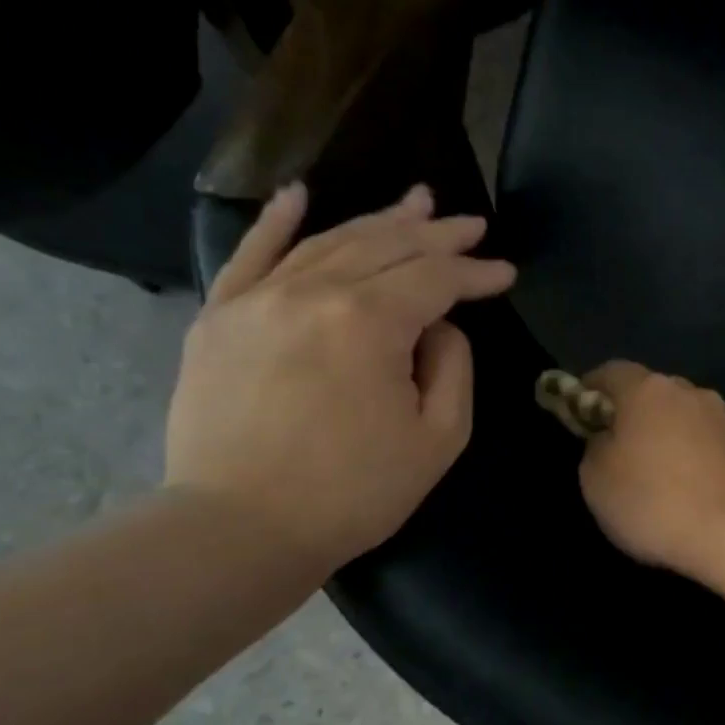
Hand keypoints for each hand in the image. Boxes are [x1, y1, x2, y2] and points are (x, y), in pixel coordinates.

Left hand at [166, 183, 515, 574]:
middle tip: (471, 223)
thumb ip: (453, 367)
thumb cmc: (352, 492)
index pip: (435, 277)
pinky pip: (250, 255)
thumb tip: (440, 326)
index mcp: (369, 321)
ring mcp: (258, 299)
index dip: (475, 272)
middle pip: (386, 246)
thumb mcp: (438, 439)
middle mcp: (312, 292)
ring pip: (329, 242)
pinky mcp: (219, 318)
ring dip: (378, 221)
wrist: (240, 529)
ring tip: (415, 203)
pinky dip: (276, 221)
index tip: (505, 272)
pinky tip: (298, 194)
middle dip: (436, 233)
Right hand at [577, 361, 724, 578]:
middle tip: (613, 452)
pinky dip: (688, 459)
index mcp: (647, 389)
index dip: (588, 390)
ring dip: (662, 438)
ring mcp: (721, 418)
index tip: (576, 415)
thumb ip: (595, 447)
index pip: (610, 372)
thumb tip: (608, 438)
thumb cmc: (656, 501)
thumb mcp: (596, 479)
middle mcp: (687, 392)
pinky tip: (684, 492)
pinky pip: (702, 444)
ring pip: (679, 419)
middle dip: (629, 415)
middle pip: (649, 393)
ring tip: (651, 478)